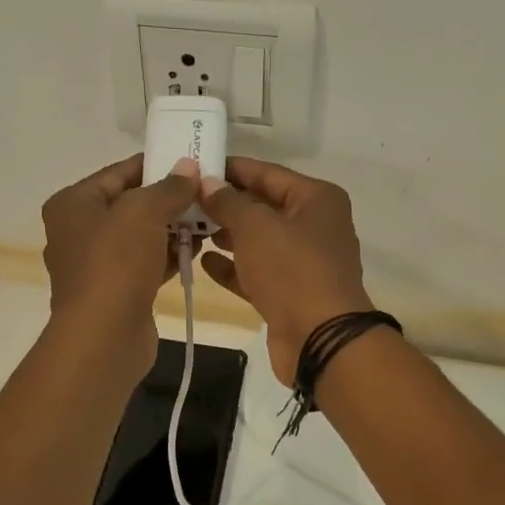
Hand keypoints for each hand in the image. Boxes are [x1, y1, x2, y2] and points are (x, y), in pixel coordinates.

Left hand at [41, 154, 199, 385]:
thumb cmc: (115, 264)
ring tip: (207, 221)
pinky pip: (145, 263)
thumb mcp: (143, 212)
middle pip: (130, 204)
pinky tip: (196, 250)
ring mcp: (96, 265)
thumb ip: (169, 187)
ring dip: (172, 228)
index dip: (156, 165)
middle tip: (206, 193)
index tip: (191, 162)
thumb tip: (189, 168)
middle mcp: (78, 231)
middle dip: (168, 199)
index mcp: (73, 204)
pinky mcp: (116, 291)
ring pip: (140, 236)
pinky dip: (168, 256)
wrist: (104, 337)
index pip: (119, 173)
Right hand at [195, 158, 374, 385]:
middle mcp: (314, 226)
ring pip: (259, 241)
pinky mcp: (290, 293)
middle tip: (184, 199)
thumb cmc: (292, 270)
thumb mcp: (255, 227)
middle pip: (263, 207)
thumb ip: (228, 202)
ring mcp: (303, 262)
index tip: (195, 165)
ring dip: (226, 236)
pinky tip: (203, 262)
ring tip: (189, 228)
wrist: (320, 339)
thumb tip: (207, 183)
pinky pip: (257, 272)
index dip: (231, 169)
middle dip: (225, 204)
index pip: (268, 173)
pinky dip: (233, 267)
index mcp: (317, 199)